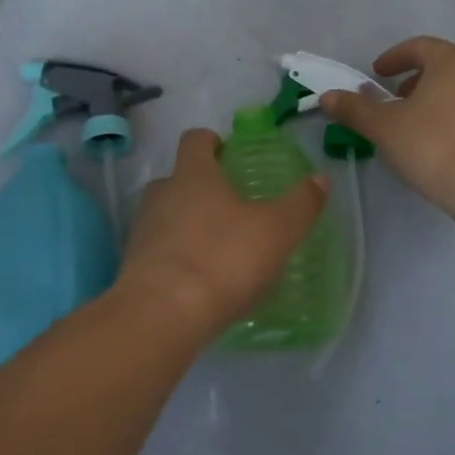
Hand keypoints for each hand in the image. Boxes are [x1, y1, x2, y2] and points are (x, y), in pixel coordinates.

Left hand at [117, 128, 328, 335]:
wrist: (161, 314)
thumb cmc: (222, 259)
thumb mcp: (276, 231)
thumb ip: (300, 204)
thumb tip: (320, 178)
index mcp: (193, 174)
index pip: (195, 140)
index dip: (211, 142)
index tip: (227, 153)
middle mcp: (162, 194)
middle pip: (176, 178)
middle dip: (199, 187)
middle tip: (228, 207)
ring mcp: (143, 231)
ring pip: (164, 215)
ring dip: (185, 224)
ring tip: (215, 248)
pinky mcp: (133, 267)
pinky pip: (157, 252)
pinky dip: (175, 258)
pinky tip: (198, 282)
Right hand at [320, 36, 454, 210]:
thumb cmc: (433, 144)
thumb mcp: (384, 126)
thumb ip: (355, 109)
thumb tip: (327, 97)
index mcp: (452, 61)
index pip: (418, 47)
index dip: (393, 58)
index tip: (376, 74)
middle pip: (441, 66)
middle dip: (413, 79)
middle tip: (392, 99)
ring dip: (432, 99)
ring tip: (411, 124)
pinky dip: (449, 116)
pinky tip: (435, 143)